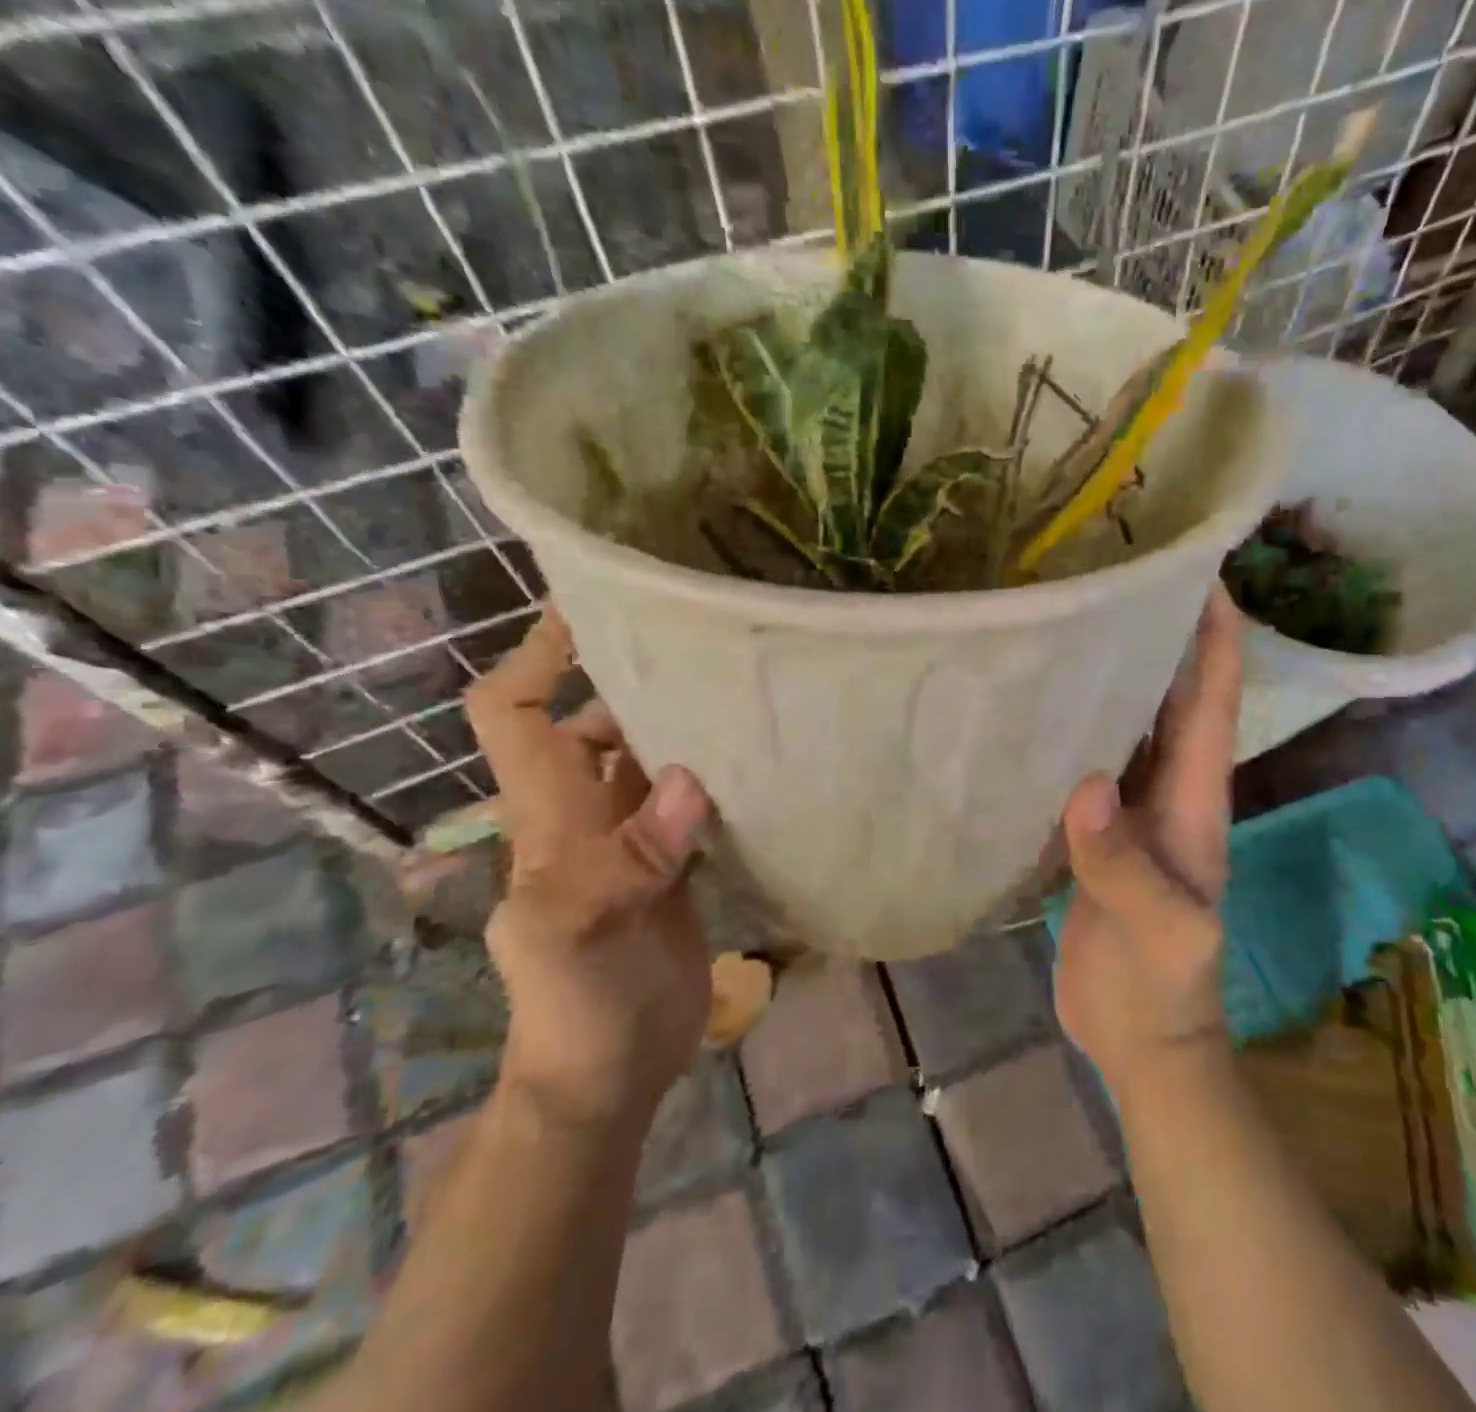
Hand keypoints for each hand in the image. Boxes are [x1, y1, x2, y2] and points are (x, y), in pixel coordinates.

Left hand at [465, 609, 712, 1122]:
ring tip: (741, 688)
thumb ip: (627, 858)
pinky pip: (688, 802)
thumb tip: (689, 780)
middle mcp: (582, 813)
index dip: (537, 656)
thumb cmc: (577, 1005)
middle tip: (698, 639)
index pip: (513, 714)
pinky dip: (712, 774)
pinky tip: (757, 761)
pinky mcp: (671, 865)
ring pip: (647, 759)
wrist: (609, 1074)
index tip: (587, 606)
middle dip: (629, 678)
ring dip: (680, 725)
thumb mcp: (582, 934)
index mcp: (547, 816)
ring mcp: (630, 840)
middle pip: (592, 722)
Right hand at [1055, 585, 1240, 1093]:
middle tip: (1125, 579)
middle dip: (1165, 637)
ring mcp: (1134, 811)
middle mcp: (1170, 791)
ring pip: (1131, 726)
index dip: (1217, 636)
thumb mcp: (1158, 932)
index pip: (1212, 703)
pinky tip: (1045, 706)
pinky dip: (1079, 729)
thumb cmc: (1163, 986)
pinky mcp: (1100, 833)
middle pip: (1174, 699)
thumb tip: (1087, 786)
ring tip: (1082, 623)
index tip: (1202, 572)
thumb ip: (1122, 864)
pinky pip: (1092, 763)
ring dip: (1119, 677)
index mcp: (1196, 801)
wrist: (1143, 1039)